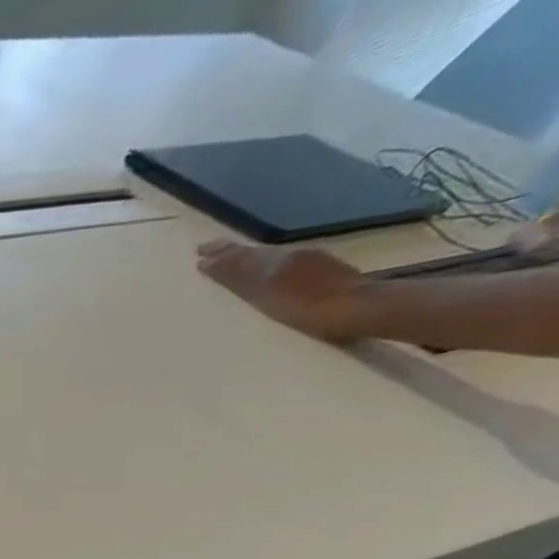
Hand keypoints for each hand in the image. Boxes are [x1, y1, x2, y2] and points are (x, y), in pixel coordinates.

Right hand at [197, 240, 370, 340]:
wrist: (359, 307)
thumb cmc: (306, 309)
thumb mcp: (265, 294)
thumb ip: (238, 278)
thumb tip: (210, 262)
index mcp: (273, 261)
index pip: (238, 257)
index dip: (218, 258)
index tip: (199, 257)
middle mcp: (289, 255)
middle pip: (254, 252)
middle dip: (230, 252)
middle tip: (209, 249)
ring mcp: (309, 260)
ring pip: (270, 255)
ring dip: (248, 256)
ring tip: (234, 257)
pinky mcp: (324, 270)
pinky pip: (286, 261)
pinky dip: (269, 262)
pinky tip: (269, 268)